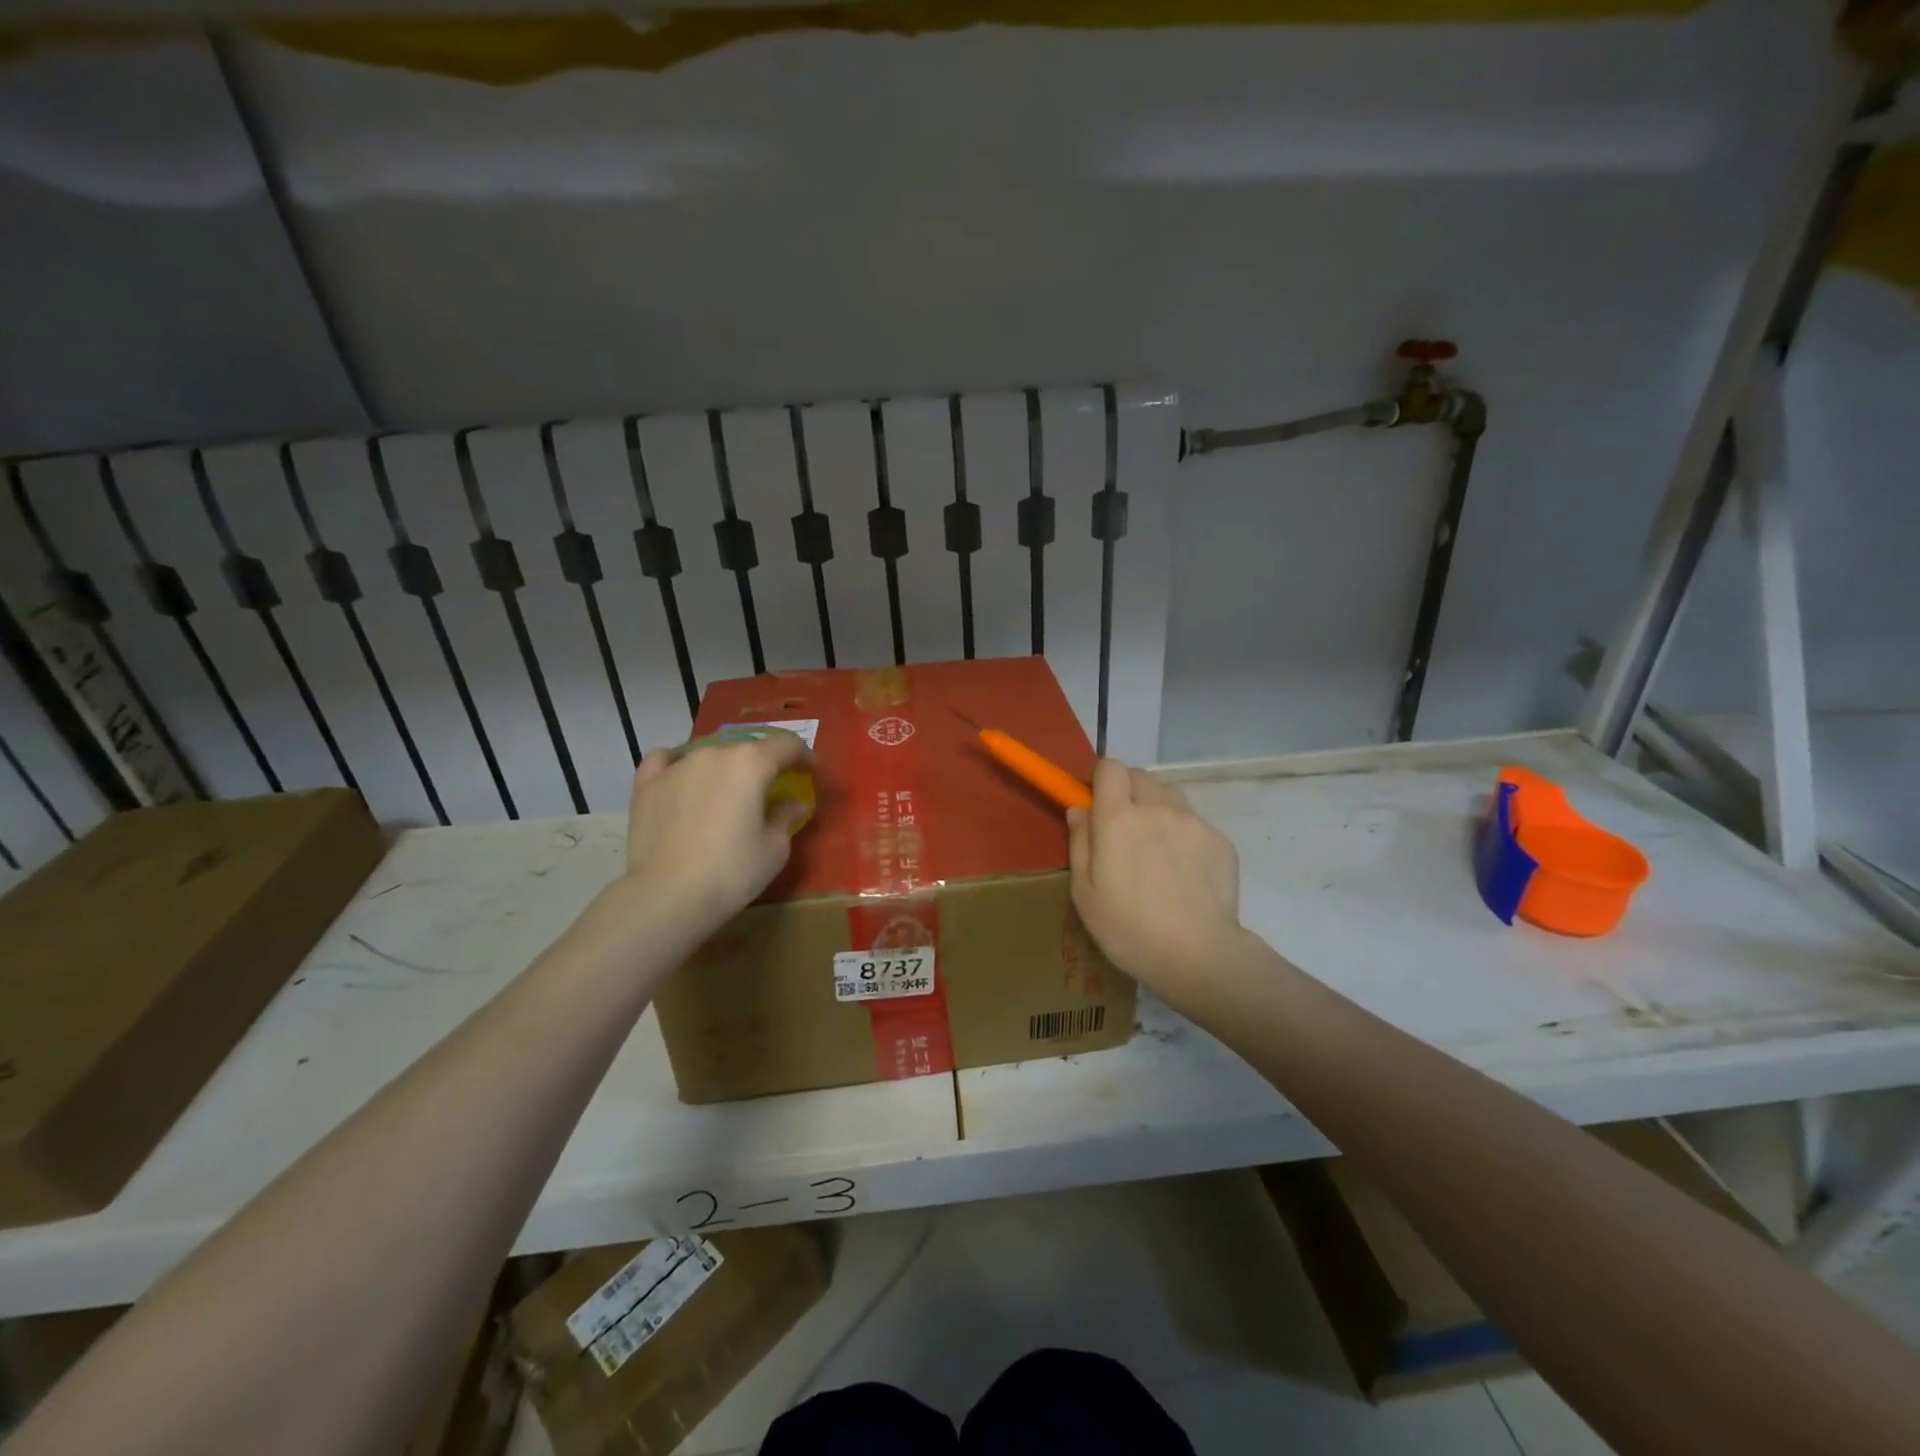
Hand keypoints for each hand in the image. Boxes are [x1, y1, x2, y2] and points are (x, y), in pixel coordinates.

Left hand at [621, 731, 812, 933]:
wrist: (667, 897)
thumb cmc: (732, 871)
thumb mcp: (775, 849)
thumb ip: (786, 816)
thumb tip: (792, 802)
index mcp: (751, 763)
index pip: (787, 745)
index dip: (803, 755)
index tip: (810, 771)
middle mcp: (714, 753)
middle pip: (747, 748)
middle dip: (763, 764)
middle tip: (770, 788)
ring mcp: (677, 766)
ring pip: (710, 753)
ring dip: (725, 767)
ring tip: (727, 791)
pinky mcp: (647, 784)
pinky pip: (666, 760)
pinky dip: (678, 763)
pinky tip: (682, 777)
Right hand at [1068, 759, 1243, 1001]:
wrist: (1199, 956)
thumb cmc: (1128, 929)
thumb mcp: (1085, 893)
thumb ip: (1080, 842)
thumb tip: (1078, 809)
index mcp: (1119, 818)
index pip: (1110, 767)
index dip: (1100, 777)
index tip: (1095, 800)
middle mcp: (1158, 808)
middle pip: (1140, 776)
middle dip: (1127, 791)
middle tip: (1122, 828)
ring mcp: (1193, 822)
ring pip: (1169, 796)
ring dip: (1156, 809)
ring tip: (1155, 850)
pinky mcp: (1220, 840)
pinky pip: (1194, 823)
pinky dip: (1183, 835)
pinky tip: (1182, 873)